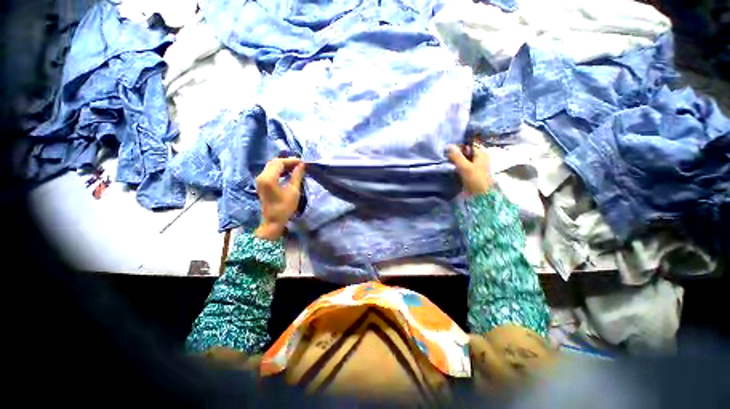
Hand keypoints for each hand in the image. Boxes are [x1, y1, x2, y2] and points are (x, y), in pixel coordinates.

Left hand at [254, 157, 305, 240]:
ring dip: (283, 165)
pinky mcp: (261, 183)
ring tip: (296, 168)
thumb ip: (297, 176)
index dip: (291, 160)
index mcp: (268, 178)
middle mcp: (261, 176)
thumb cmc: (285, 207)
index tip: (303, 162)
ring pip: (272, 166)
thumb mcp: (293, 191)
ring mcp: (260, 180)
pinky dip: (279, 170)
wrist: (273, 221)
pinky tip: (288, 173)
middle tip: (300, 164)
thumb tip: (302, 165)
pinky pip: (270, 171)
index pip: (279, 162)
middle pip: (274, 162)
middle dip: (287, 161)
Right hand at [447, 143, 493, 194]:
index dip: (459, 145)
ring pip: (464, 159)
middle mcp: (480, 158)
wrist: (482, 196)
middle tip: (446, 156)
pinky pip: (464, 166)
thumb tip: (448, 146)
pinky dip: (458, 166)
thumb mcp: (465, 167)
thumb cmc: (475, 180)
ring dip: (457, 160)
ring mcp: (477, 166)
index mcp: (481, 153)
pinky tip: (452, 168)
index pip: (469, 144)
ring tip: (448, 162)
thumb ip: (457, 156)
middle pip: (467, 151)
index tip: (448, 149)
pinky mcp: (473, 173)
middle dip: (457, 153)